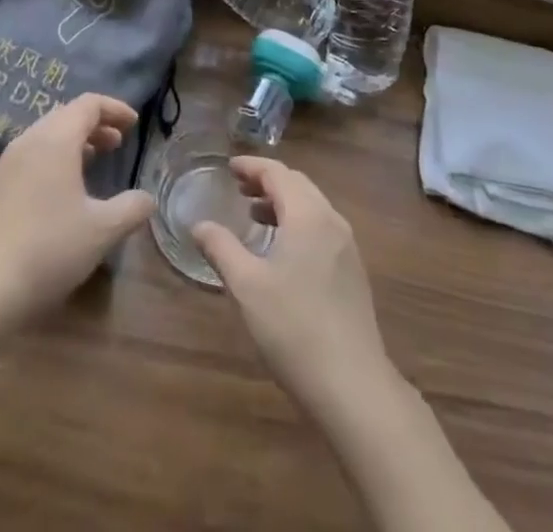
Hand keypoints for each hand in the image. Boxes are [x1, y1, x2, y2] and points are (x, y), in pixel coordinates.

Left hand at [0, 94, 153, 331]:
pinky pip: (27, 160)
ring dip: (71, 143)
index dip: (114, 109)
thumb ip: (131, 209)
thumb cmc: (47, 250)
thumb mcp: (101, 232)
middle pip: (64, 116)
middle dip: (94, 125)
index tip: (134, 124)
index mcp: (55, 140)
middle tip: (117, 143)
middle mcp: (27, 142)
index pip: (88, 104)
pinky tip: (57, 194)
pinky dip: (50, 161)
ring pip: (43, 138)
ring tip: (91, 162)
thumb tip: (147, 198)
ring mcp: (3, 166)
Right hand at [192, 158, 392, 409]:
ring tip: (254, 217)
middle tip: (238, 189)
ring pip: (312, 207)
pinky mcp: (353, 272)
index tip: (228, 168)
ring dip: (282, 203)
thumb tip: (199, 225)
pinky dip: (298, 224)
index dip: (251, 167)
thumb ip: (221, 248)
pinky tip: (282, 251)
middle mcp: (331, 221)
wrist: (354, 386)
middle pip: (297, 185)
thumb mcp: (247, 286)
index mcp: (308, 215)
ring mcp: (347, 247)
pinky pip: (322, 229)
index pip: (278, 173)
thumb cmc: (294, 328)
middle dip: (267, 182)